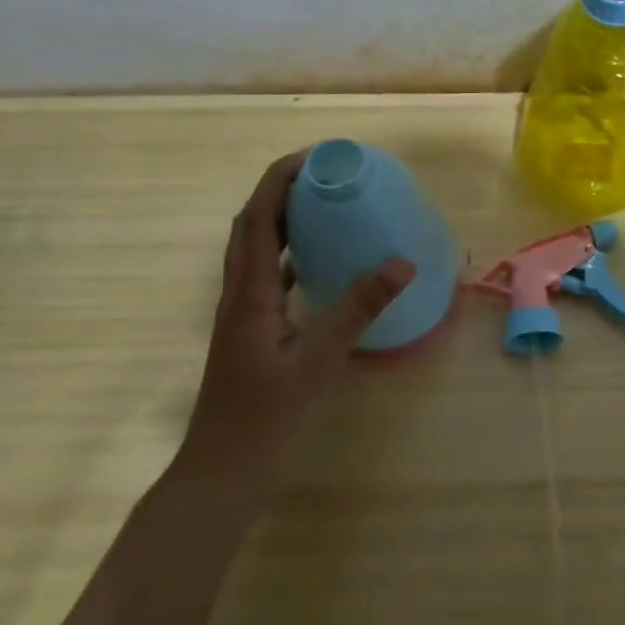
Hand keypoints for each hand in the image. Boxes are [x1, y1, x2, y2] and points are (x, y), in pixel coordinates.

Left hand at [176, 151, 414, 492]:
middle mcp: (238, 293)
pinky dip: (288, 255)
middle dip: (282, 189)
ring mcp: (240, 313)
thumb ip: (358, 309)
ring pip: (255, 249)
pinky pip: (266, 276)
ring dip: (282, 219)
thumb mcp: (318, 361)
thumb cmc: (265, 416)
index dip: (281, 178)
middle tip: (324, 175)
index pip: (259, 216)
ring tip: (322, 207)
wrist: (223, 468)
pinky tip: (315, 264)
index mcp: (249, 291)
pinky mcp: (248, 331)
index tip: (317, 156)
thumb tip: (400, 262)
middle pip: (252, 224)